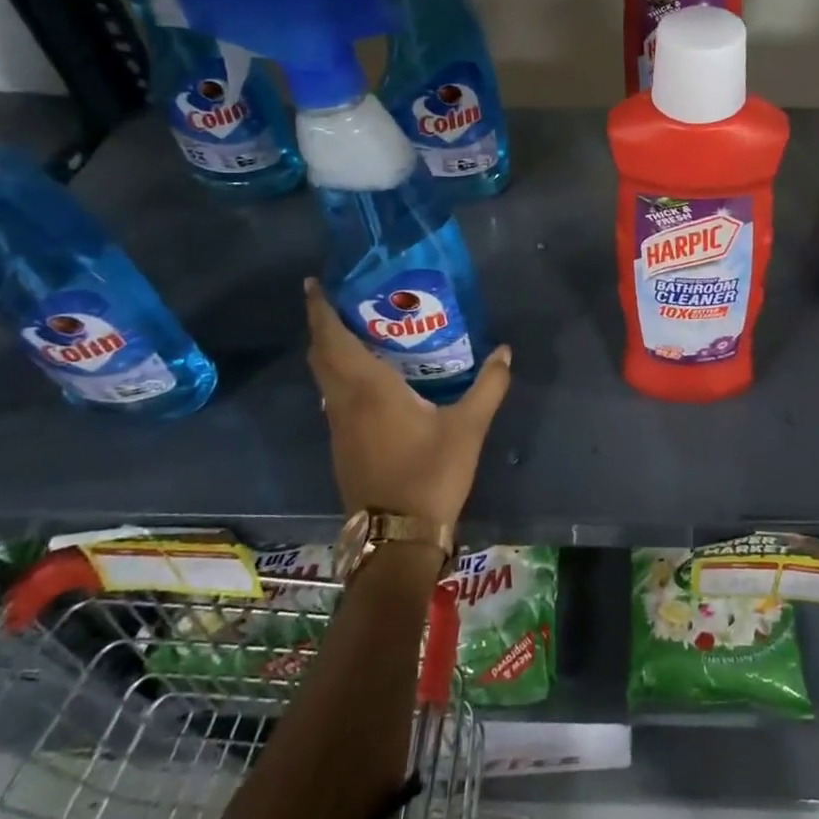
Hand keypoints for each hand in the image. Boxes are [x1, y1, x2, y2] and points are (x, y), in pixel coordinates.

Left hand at [304, 278, 511, 528]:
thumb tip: (504, 351)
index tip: (314, 283)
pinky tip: (369, 375)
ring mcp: (339, 426)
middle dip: (323, 324)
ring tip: (357, 328)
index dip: (320, 310)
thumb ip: (489, 386)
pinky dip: (340, 373)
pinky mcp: (344, 444)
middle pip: (321, 355)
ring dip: (330, 349)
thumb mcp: (468, 427)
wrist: (398, 536)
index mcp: (368, 389)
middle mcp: (345, 402)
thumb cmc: (430, 474)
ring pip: (324, 377)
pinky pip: (334, 395)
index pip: (333, 340)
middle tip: (343, 299)